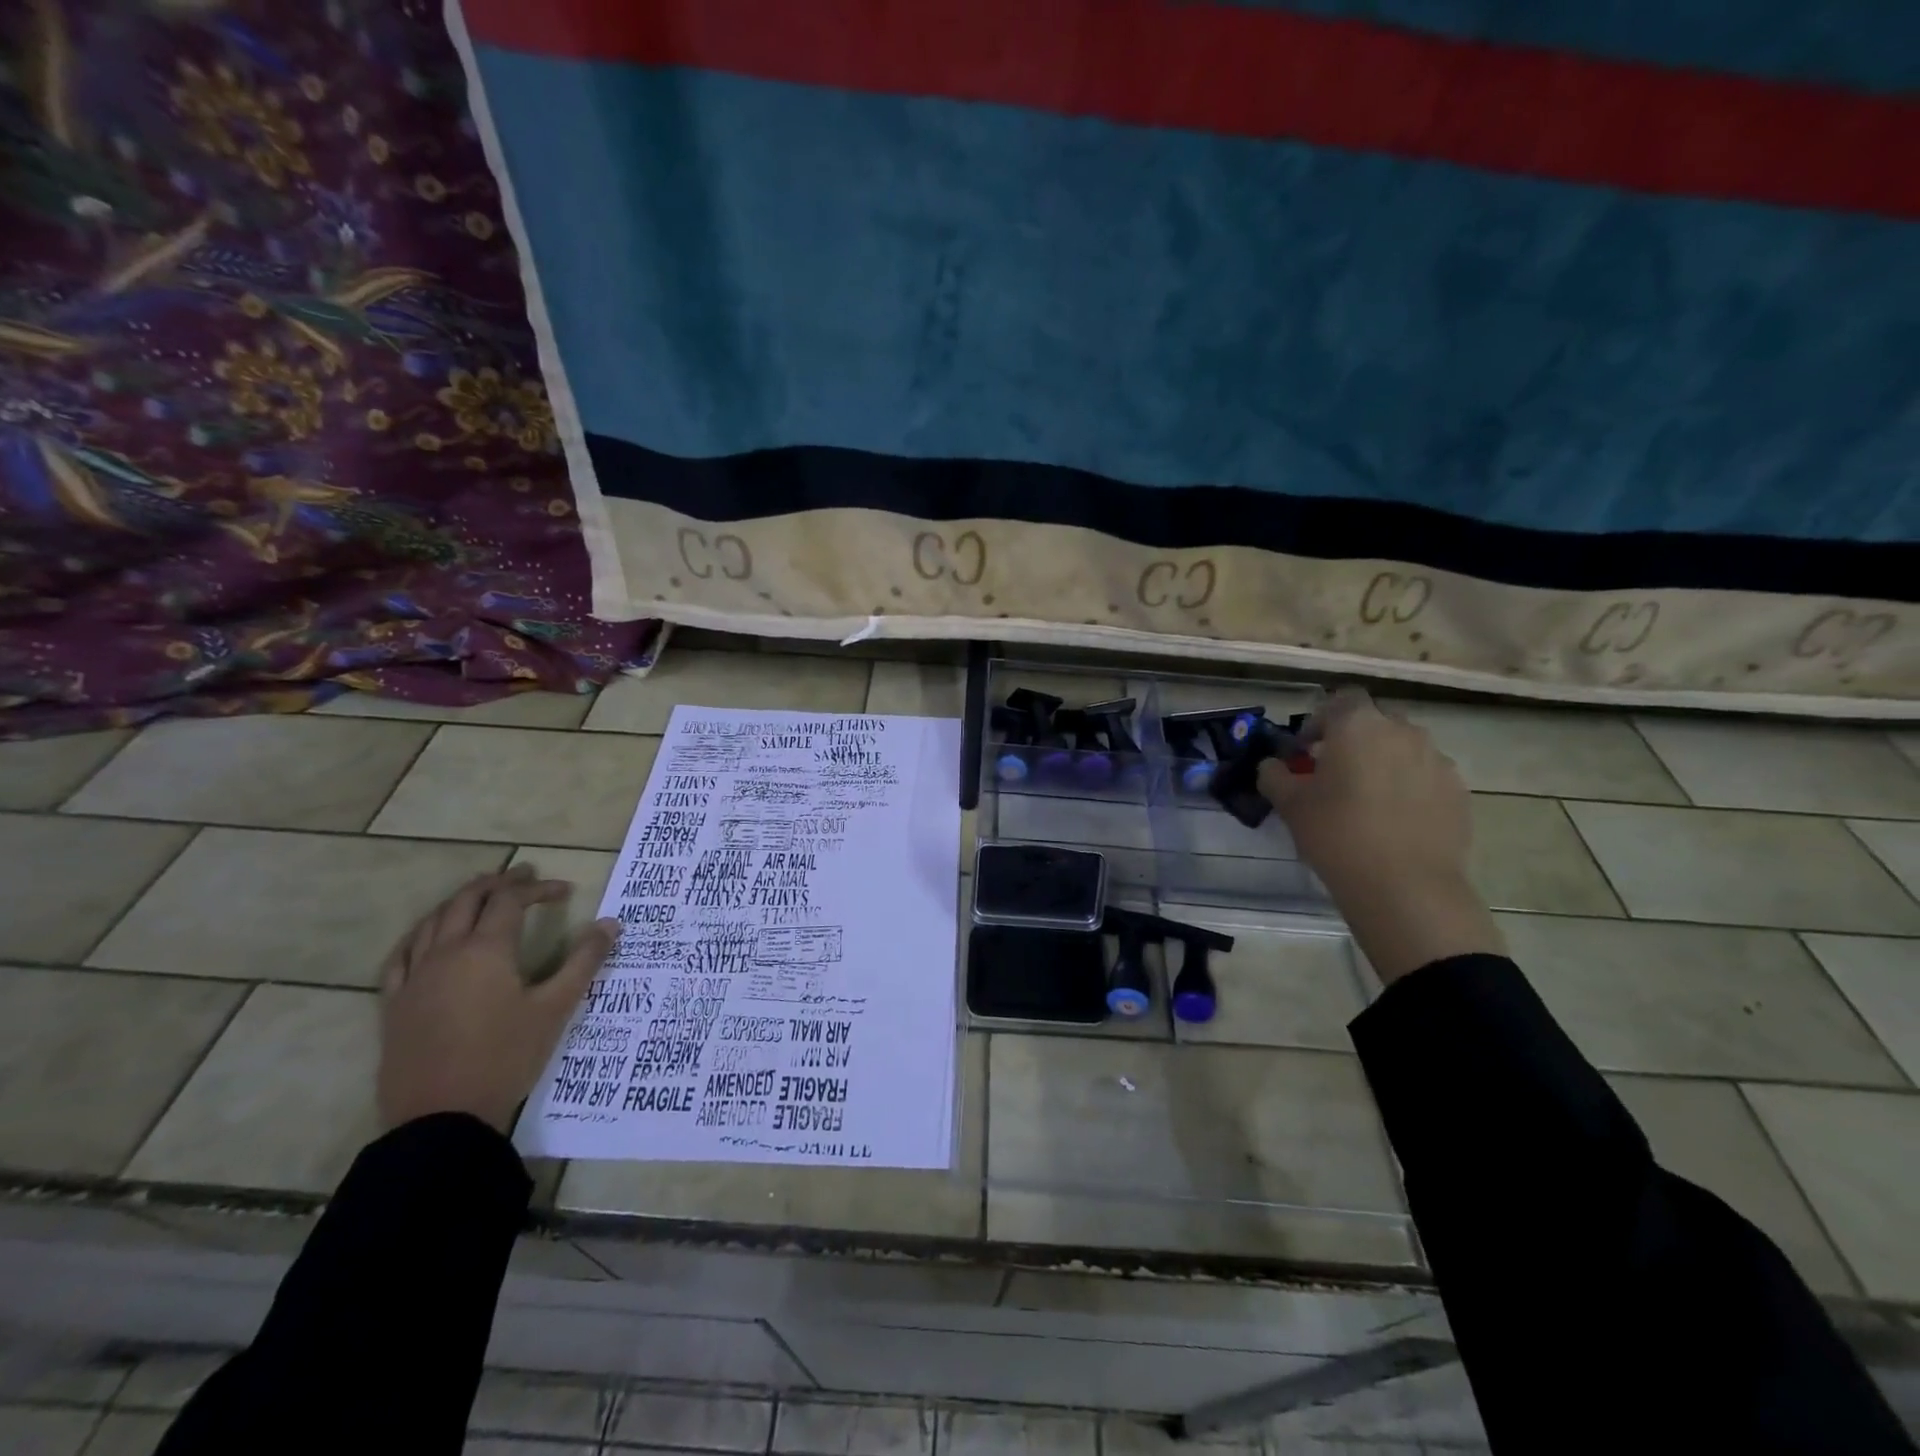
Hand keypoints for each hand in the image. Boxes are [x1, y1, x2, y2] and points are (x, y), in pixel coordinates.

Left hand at [378, 863, 620, 1132]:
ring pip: (432, 921)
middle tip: (524, 874)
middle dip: (498, 882)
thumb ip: (584, 961)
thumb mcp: (556, 1008)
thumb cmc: (505, 1057)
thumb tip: (610, 923)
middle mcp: (445, 952)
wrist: (442, 1118)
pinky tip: (427, 937)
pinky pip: (401, 955)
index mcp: (486, 949)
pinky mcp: (394, 1004)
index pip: (511, 900)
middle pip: (467, 900)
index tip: (566, 891)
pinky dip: (420, 934)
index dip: (538, 888)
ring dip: (460, 900)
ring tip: (481, 895)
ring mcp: (414, 978)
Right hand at [1258, 688, 1504, 982]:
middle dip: (1354, 739)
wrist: (1405, 886)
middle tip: (1334, 773)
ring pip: (1404, 748)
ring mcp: (1437, 760)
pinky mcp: (1459, 791)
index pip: (1341, 699)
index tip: (1307, 750)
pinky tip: (1394, 820)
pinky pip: (1426, 776)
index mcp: (1358, 726)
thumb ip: (1274, 775)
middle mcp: (1402, 732)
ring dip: (1383, 762)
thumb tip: (1272, 766)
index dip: (1321, 719)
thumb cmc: (1337, 834)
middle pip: (1375, 721)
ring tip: (1366, 799)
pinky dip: (1409, 787)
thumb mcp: (1290, 805)